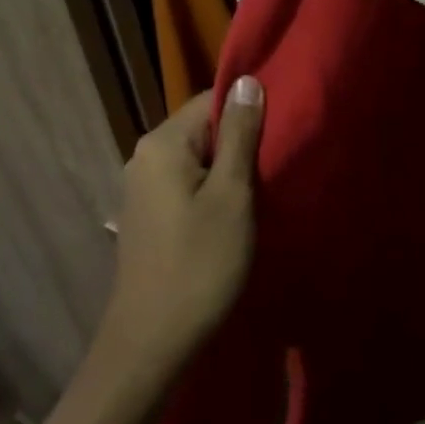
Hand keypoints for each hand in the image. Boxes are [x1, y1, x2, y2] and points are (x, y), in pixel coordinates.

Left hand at [100, 76, 264, 376]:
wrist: (152, 342)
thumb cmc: (200, 264)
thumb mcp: (232, 195)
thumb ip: (240, 135)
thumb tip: (247, 81)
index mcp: (162, 143)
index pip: (212, 100)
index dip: (249, 111)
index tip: (282, 130)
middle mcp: (145, 156)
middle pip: (203, 128)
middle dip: (240, 142)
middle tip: (278, 162)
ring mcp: (142, 187)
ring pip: (197, 158)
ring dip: (229, 168)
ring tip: (263, 188)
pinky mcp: (148, 214)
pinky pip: (186, 182)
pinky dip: (212, 189)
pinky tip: (234, 212)